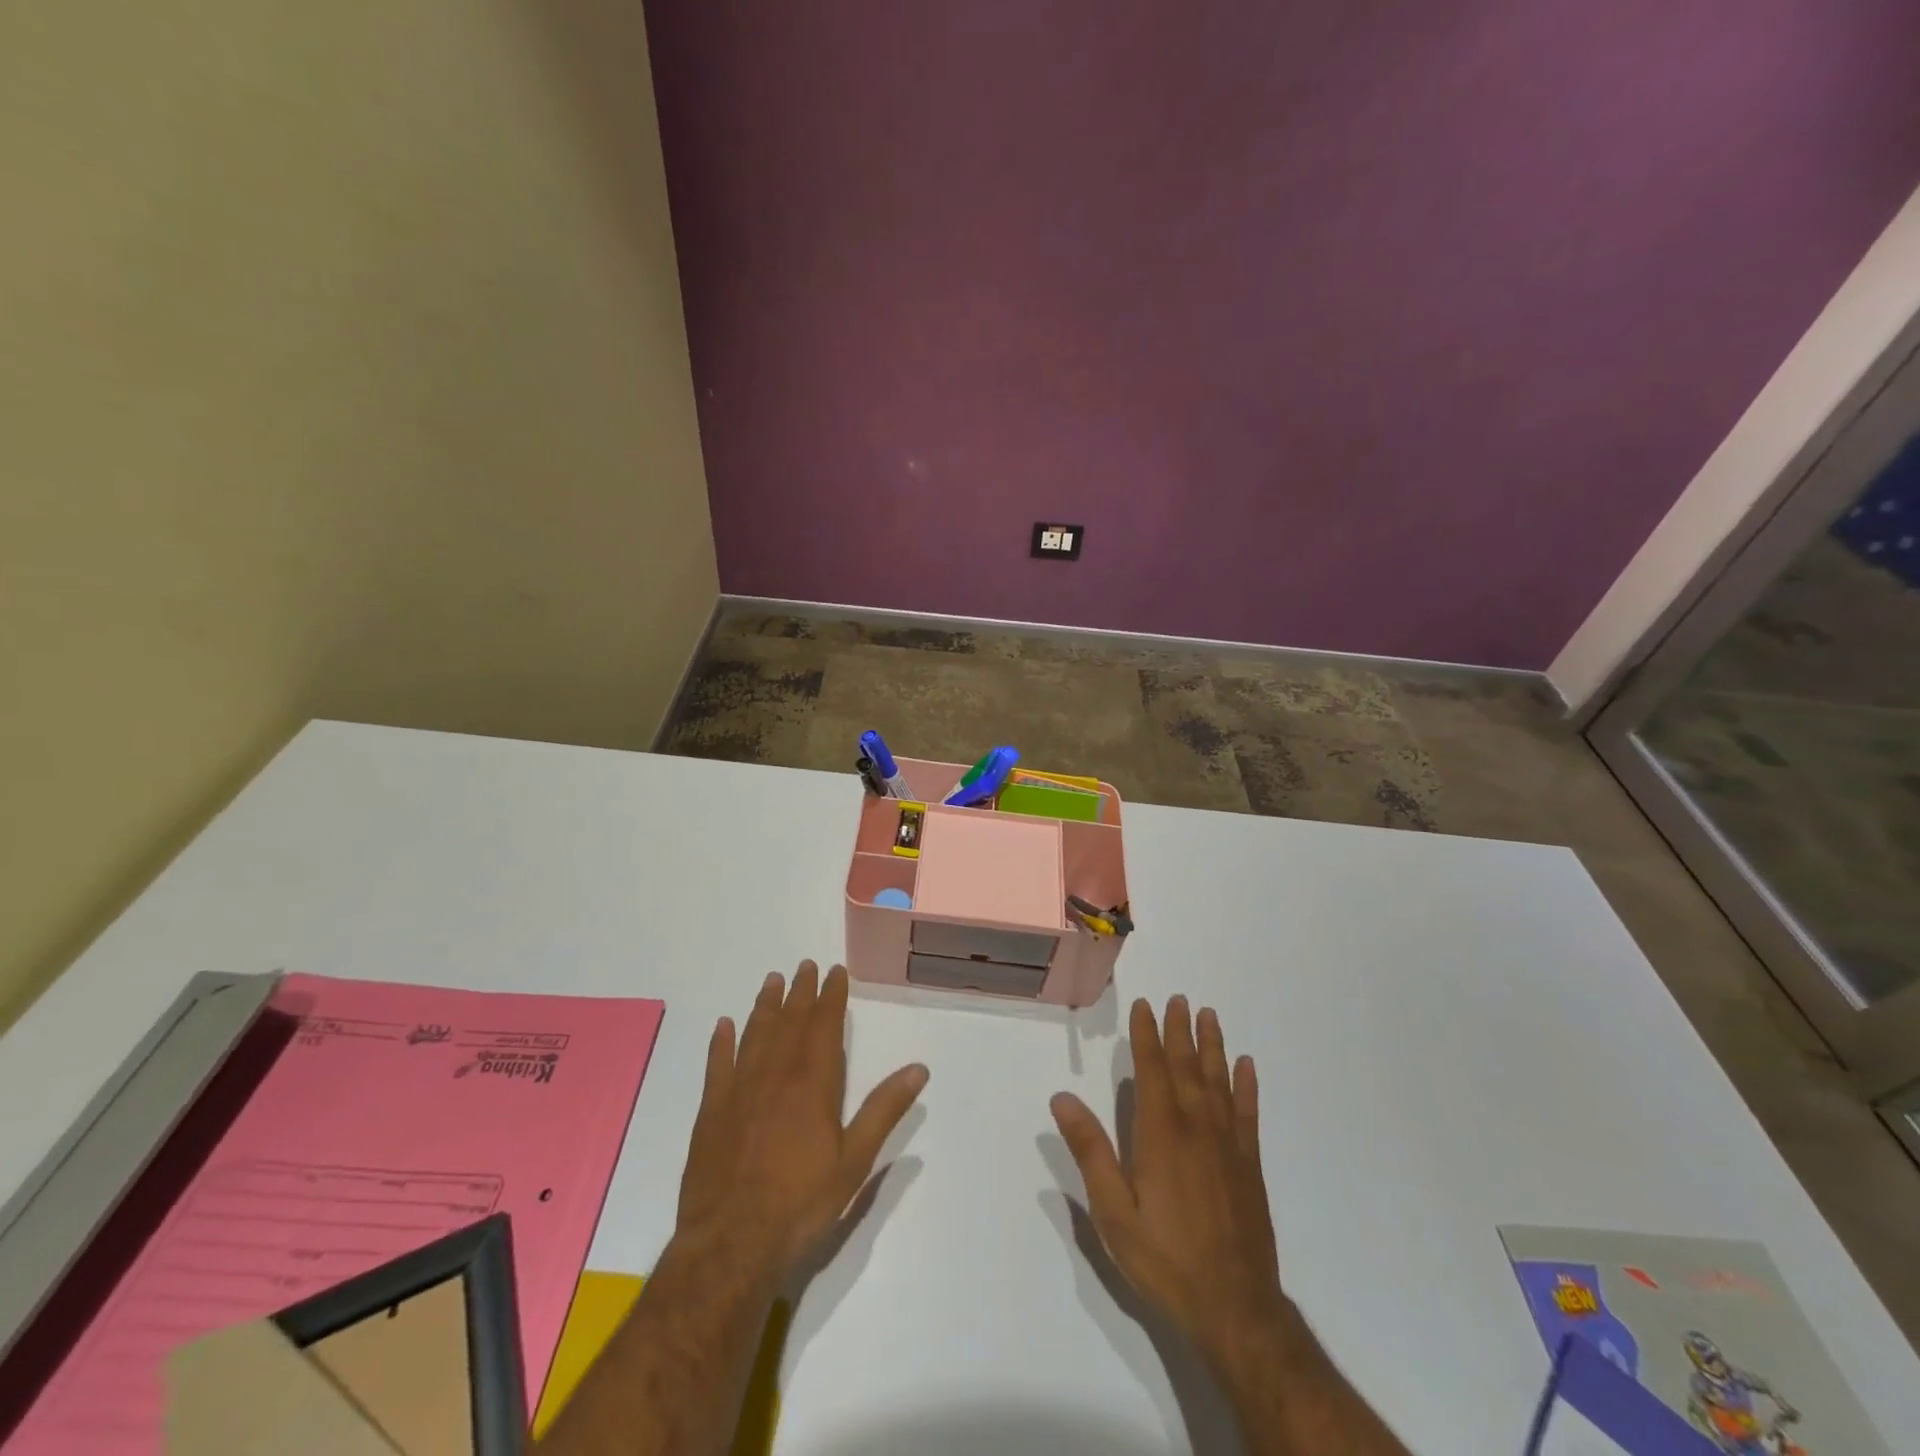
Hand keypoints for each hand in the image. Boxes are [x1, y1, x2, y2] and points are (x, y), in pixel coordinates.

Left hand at [675, 961, 927, 1285]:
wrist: (731, 1244)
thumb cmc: (801, 1204)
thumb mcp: (854, 1161)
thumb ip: (884, 1110)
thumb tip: (919, 1068)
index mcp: (812, 1083)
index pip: (824, 1025)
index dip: (831, 995)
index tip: (835, 970)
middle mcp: (775, 1075)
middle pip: (790, 1022)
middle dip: (800, 992)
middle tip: (804, 965)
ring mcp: (739, 1091)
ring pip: (755, 1034)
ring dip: (765, 1005)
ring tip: (772, 980)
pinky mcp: (711, 1112)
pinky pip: (718, 1065)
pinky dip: (722, 1042)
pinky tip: (724, 1025)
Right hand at [1052, 996, 1286, 1363]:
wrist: (1235, 1309)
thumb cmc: (1165, 1259)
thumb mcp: (1113, 1212)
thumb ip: (1090, 1151)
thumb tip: (1062, 1098)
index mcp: (1161, 1133)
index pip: (1152, 1070)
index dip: (1147, 1035)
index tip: (1145, 1005)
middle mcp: (1196, 1127)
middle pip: (1187, 1067)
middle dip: (1180, 1030)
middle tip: (1180, 998)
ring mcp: (1228, 1145)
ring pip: (1219, 1081)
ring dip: (1212, 1046)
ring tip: (1209, 1016)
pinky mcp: (1250, 1165)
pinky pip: (1248, 1112)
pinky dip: (1246, 1085)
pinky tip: (1246, 1066)